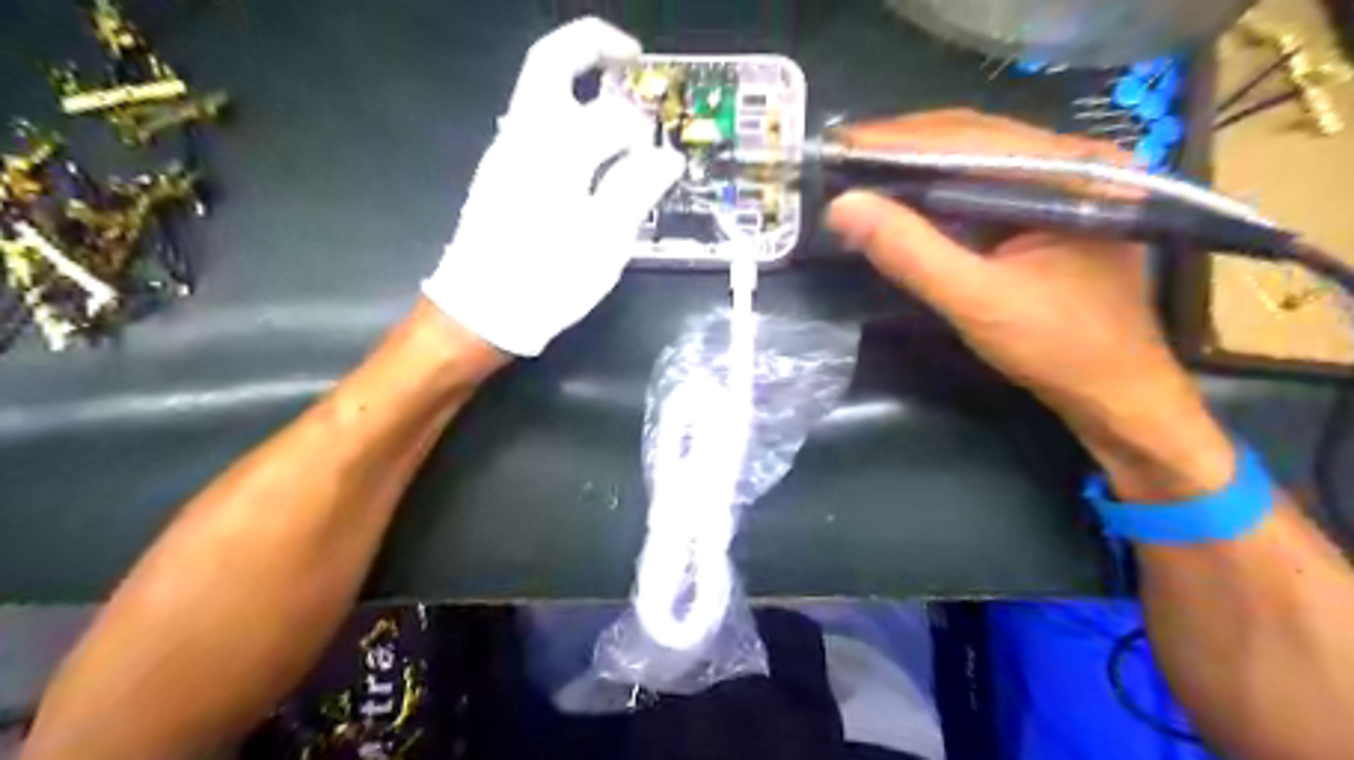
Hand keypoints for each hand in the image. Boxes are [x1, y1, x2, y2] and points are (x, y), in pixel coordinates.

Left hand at [423, 18, 681, 354]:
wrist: (482, 310)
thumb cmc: (548, 279)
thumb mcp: (605, 241)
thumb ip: (636, 188)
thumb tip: (667, 157)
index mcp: (556, 150)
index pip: (612, 115)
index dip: (646, 131)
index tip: (665, 157)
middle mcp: (525, 135)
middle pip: (551, 61)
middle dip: (594, 46)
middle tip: (633, 59)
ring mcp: (506, 149)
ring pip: (540, 90)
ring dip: (581, 82)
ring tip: (621, 110)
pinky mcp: (500, 170)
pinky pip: (536, 122)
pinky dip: (568, 115)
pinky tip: (592, 151)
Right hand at [826, 107, 1235, 498]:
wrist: (1114, 392)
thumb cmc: (1058, 348)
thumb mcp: (976, 301)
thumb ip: (911, 252)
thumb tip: (842, 206)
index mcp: (1070, 171)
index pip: (969, 138)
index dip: (897, 139)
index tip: (838, 143)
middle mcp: (1070, 162)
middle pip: (972, 137)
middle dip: (902, 144)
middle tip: (840, 152)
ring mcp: (1061, 185)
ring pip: (974, 158)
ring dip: (915, 163)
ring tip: (859, 167)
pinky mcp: (1045, 212)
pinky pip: (980, 186)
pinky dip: (935, 189)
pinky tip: (901, 194)